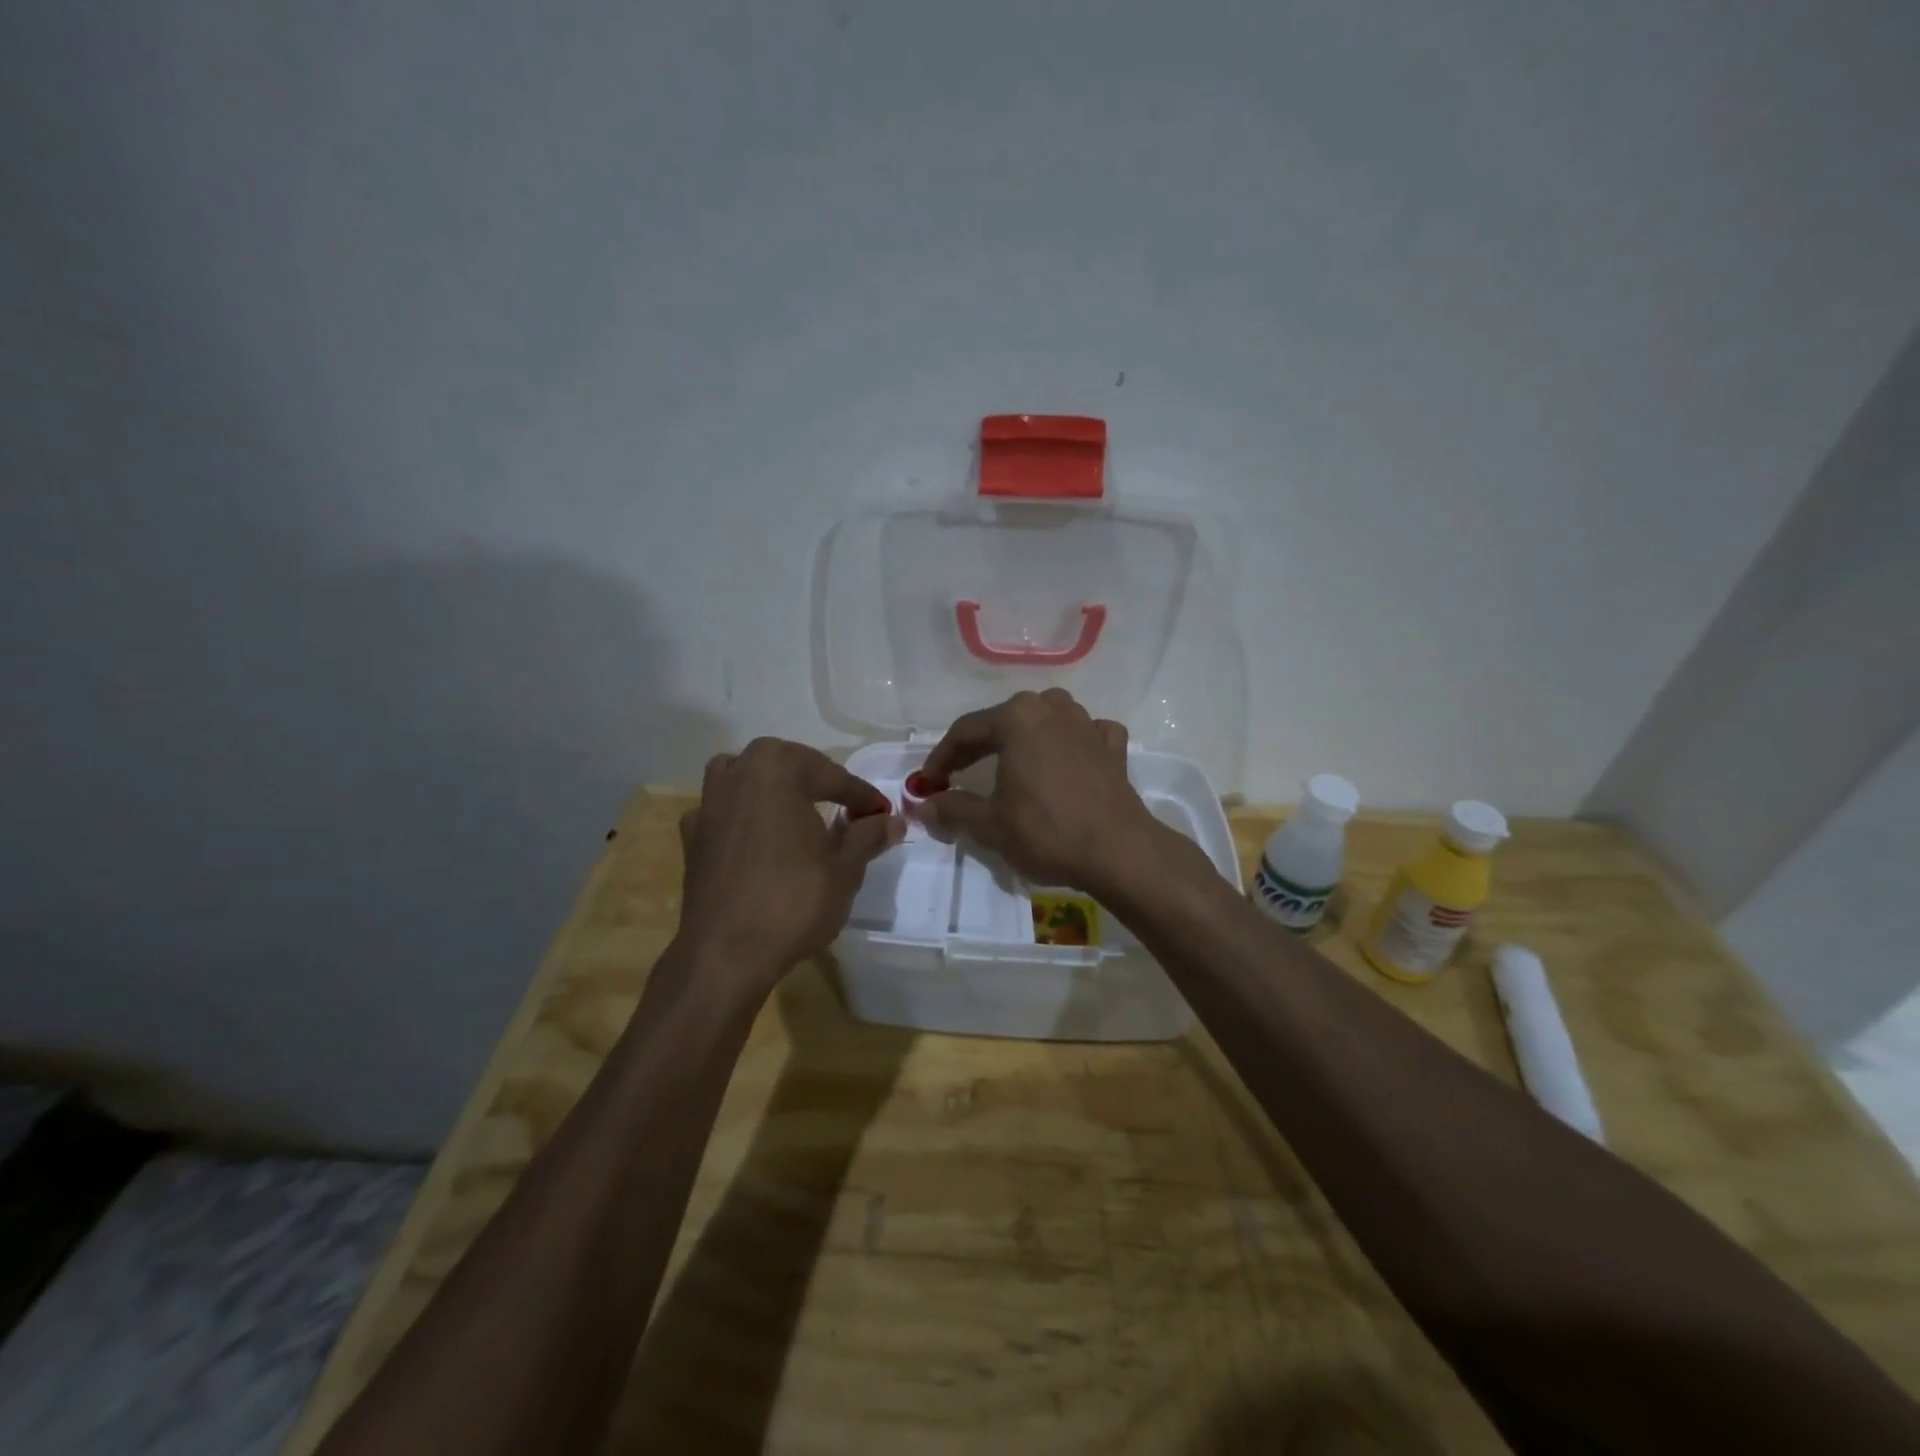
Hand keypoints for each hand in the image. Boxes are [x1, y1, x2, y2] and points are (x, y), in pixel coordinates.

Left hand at [677, 738, 903, 990]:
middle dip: (818, 780)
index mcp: (777, 769)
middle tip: (846, 806)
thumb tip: (892, 821)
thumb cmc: (793, 901)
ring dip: (773, 786)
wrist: (725, 954)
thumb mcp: (845, 868)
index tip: (883, 814)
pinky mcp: (692, 837)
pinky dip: (743, 814)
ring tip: (796, 809)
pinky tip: (757, 838)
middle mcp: (737, 774)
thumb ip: (868, 836)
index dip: (862, 796)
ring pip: (746, 776)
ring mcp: (708, 804)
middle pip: (786, 764)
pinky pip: (723, 810)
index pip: (832, 776)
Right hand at [918, 689, 1182, 898]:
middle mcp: (1051, 708)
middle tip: (958, 775)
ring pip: (1044, 721)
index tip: (928, 783)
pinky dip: (1069, 744)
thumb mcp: (990, 824)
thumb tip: (922, 806)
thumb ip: (952, 808)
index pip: (965, 731)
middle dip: (978, 748)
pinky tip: (1066, 760)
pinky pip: (1083, 735)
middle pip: (1004, 722)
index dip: (941, 758)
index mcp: (1017, 717)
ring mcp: (1086, 723)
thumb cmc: (1047, 832)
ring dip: (1023, 739)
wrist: (1119, 851)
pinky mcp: (1112, 746)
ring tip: (1009, 765)